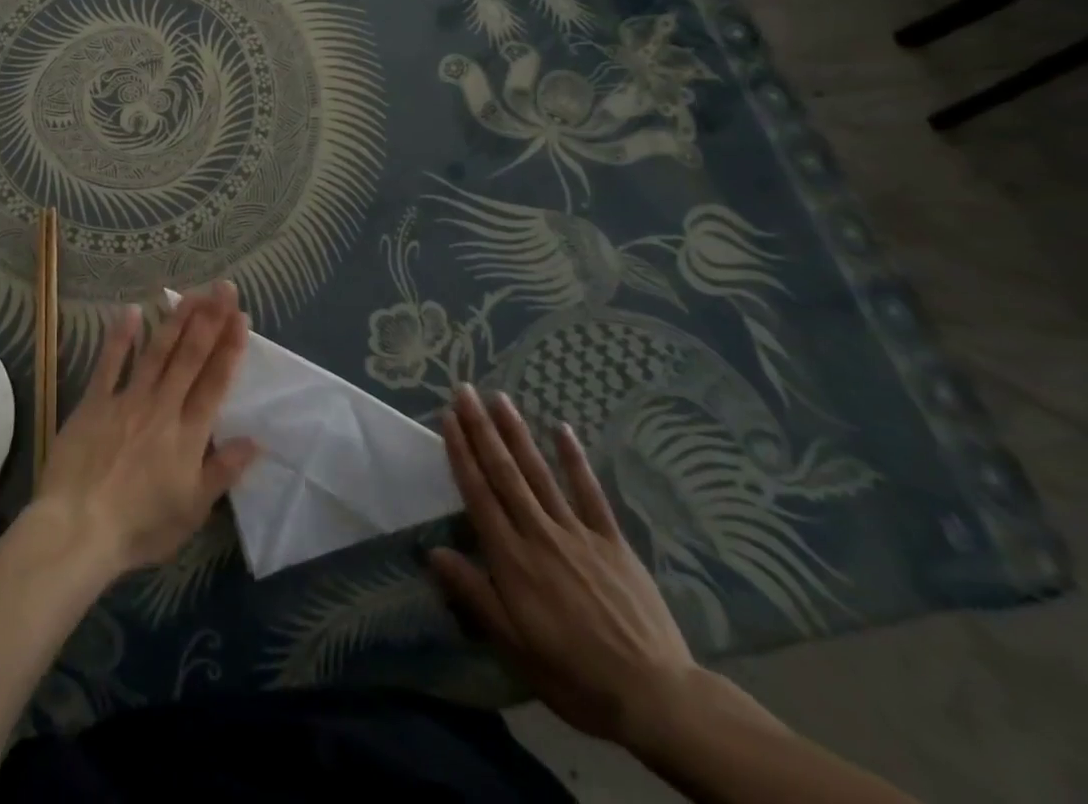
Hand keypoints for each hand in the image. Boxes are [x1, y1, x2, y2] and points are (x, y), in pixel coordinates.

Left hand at [31, 280, 258, 578]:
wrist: (78, 529)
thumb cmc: (140, 527)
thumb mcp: (192, 510)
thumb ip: (222, 471)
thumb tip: (256, 440)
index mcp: (189, 434)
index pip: (215, 382)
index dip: (230, 348)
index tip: (242, 317)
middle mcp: (163, 407)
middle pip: (190, 357)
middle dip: (210, 319)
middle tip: (223, 287)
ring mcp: (127, 400)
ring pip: (157, 352)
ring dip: (176, 320)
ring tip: (191, 292)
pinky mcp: (94, 402)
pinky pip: (109, 363)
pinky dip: (120, 337)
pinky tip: (131, 311)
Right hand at [430, 385, 700, 746]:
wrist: (655, 697)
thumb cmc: (574, 676)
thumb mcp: (514, 647)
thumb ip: (474, 594)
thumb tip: (432, 551)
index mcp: (512, 560)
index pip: (478, 494)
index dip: (461, 453)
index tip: (448, 418)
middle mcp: (539, 534)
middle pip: (504, 472)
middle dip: (481, 429)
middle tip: (465, 391)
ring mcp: (578, 533)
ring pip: (539, 473)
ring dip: (517, 433)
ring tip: (499, 398)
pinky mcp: (612, 540)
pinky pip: (590, 492)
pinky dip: (574, 459)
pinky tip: (562, 429)